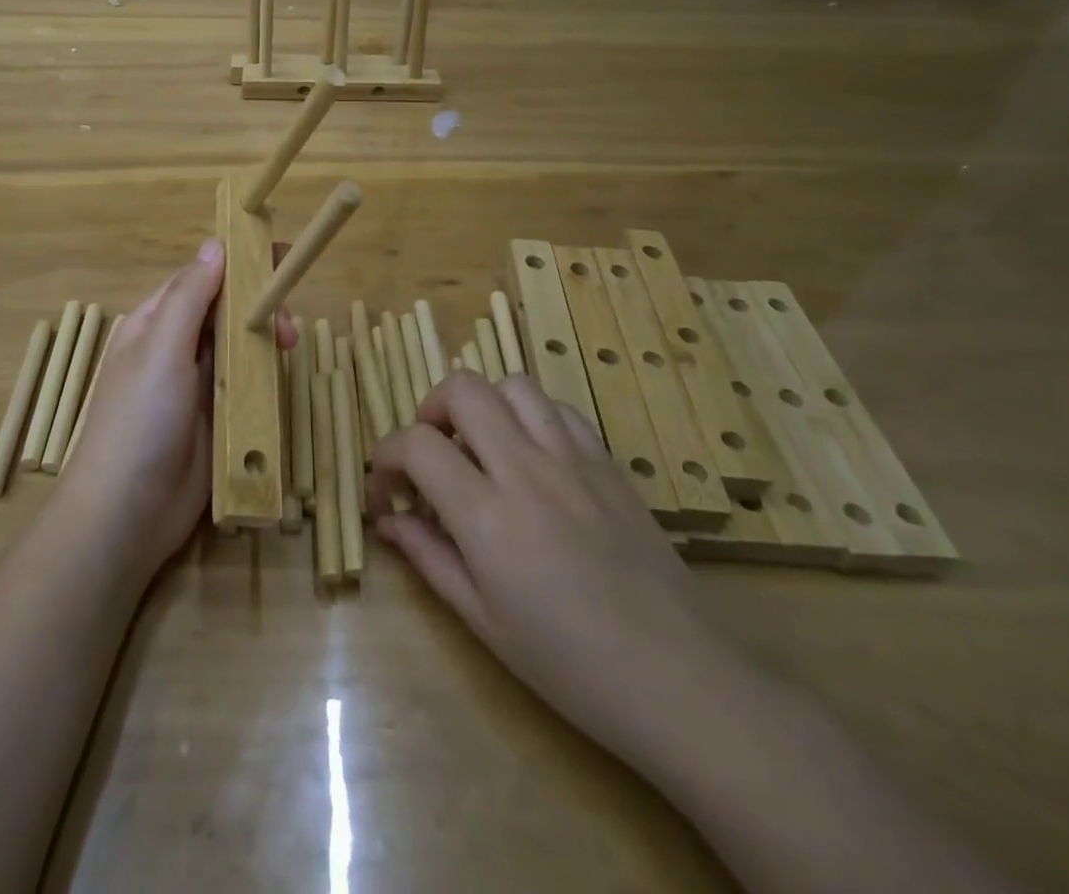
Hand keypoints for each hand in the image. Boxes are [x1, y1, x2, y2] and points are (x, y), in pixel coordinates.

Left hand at [58, 241, 295, 573]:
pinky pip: (247, 384)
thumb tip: (215, 244)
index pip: (200, 279)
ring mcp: (198, 384)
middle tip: (288, 324)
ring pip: (240, 346)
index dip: (238, 265)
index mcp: (155, 322)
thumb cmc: (140, 419)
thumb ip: (190, 297)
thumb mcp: (161, 348)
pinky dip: (266, 376)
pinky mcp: (218, 417)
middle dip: (258, 307)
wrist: (128, 513)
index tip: (278, 256)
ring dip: (266, 340)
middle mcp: (176, 347)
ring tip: (290, 348)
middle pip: (225, 311)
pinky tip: (283, 376)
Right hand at [367, 371, 745, 777]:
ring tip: (481, 448)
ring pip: (512, 385)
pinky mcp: (608, 463)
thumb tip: (386, 521)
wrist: (683, 683)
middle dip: (430, 410)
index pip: (416, 445)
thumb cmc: (571, 666)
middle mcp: (526, 469)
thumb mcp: (483, 621)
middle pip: (462, 388)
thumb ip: (428, 557)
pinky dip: (531, 417)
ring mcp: (573, 460)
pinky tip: (532, 457)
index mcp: (487, 516)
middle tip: (432, 454)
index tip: (386, 488)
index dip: (385, 456)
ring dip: (483, 405)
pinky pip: (559, 409)